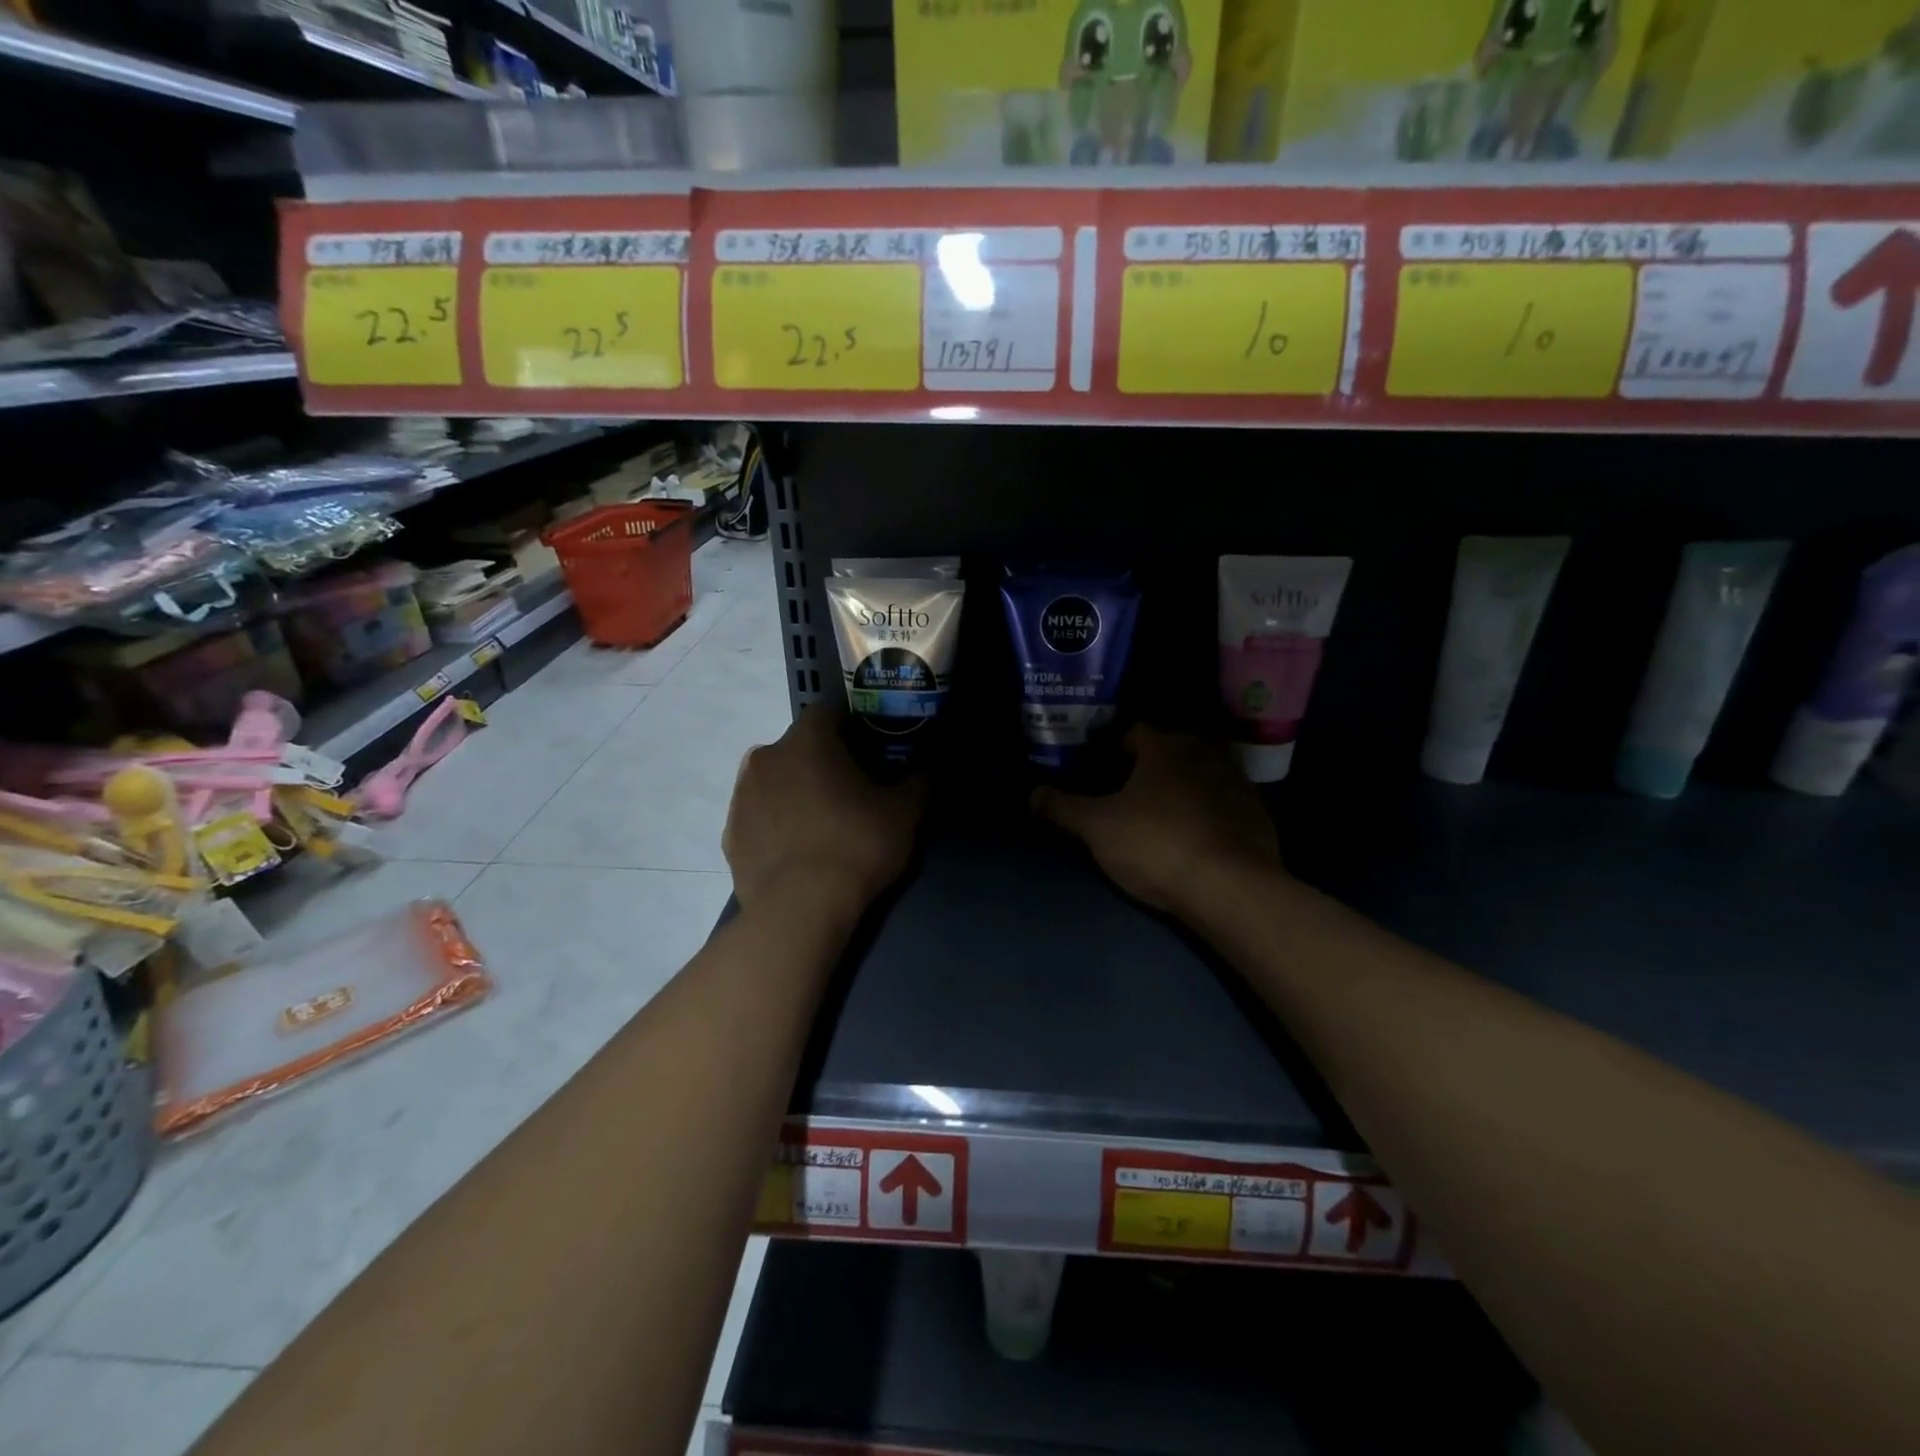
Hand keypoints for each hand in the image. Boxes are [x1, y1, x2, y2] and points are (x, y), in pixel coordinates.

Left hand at [724, 708, 924, 915]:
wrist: (799, 909)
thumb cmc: (856, 845)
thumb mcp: (906, 812)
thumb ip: (922, 779)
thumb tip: (932, 764)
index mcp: (808, 739)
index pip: (831, 713)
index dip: (855, 730)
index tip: (873, 756)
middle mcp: (767, 755)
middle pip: (801, 746)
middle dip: (825, 762)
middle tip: (853, 793)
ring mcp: (742, 795)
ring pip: (777, 780)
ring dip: (797, 791)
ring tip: (824, 825)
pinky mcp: (730, 833)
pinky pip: (761, 816)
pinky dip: (778, 823)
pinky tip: (799, 851)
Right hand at [1032, 726, 1279, 913]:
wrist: (1231, 888)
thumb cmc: (1156, 844)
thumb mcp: (1097, 828)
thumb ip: (1063, 808)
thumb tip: (1033, 793)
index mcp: (1166, 746)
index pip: (1135, 730)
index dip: (1113, 748)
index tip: (1100, 770)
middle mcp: (1205, 752)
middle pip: (1169, 750)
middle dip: (1148, 766)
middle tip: (1126, 793)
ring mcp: (1237, 781)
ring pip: (1199, 775)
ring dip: (1181, 787)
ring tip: (1160, 815)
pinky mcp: (1257, 813)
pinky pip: (1224, 803)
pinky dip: (1208, 812)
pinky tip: (1196, 836)